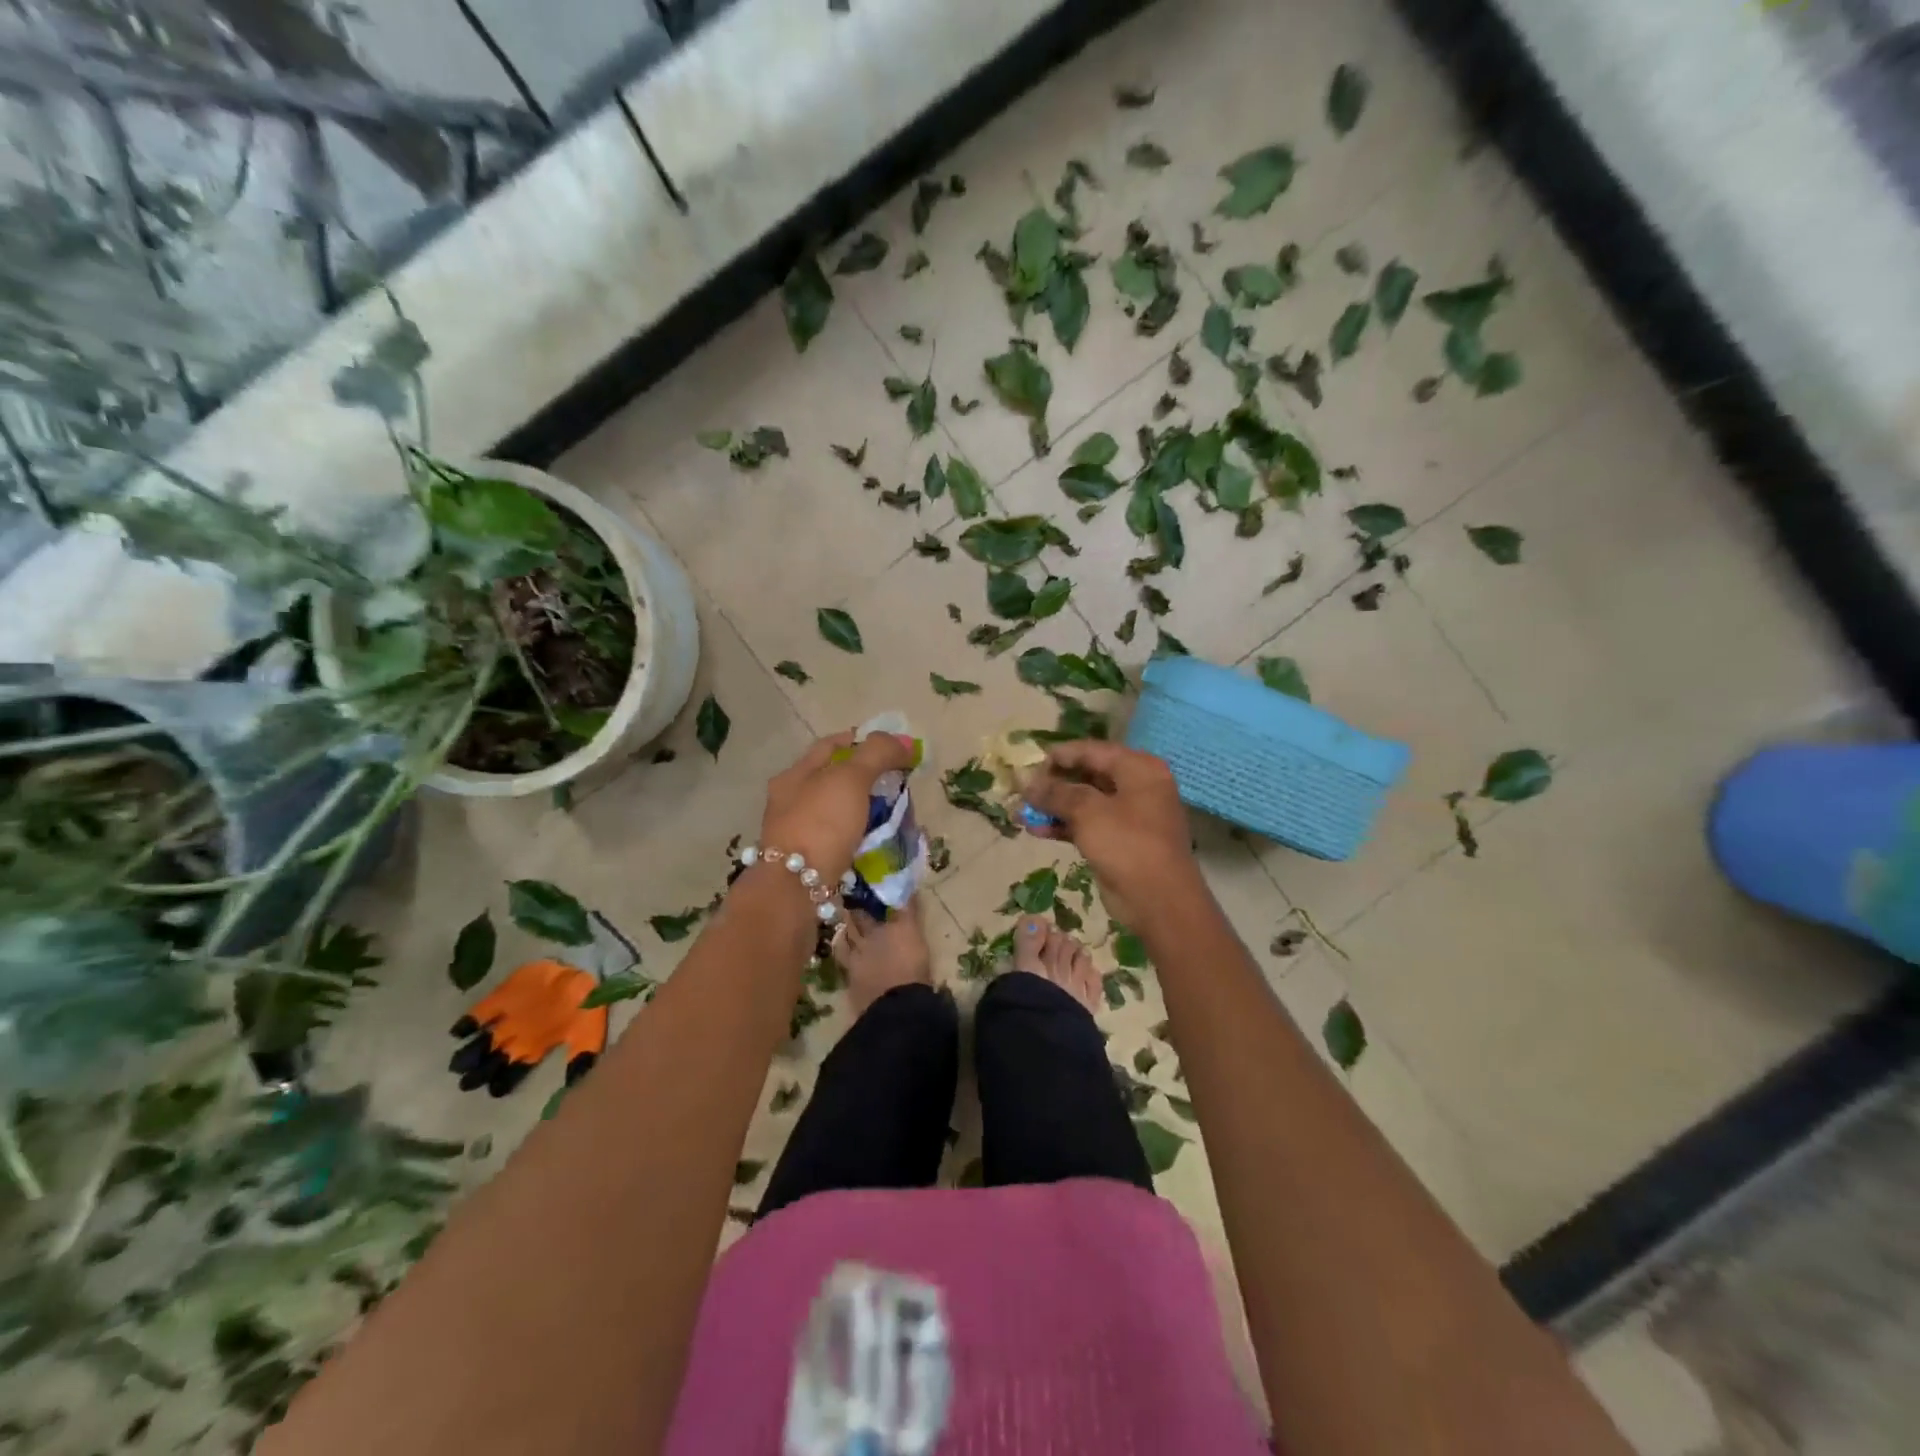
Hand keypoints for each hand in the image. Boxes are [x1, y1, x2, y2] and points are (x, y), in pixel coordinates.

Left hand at [759, 730, 917, 881]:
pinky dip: (860, 836)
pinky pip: (840, 840)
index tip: (892, 748)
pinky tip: (878, 841)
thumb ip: (877, 754)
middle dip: (867, 778)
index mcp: (794, 775)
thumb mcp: (851, 778)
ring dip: (865, 809)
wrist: (796, 890)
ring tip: (895, 813)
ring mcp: (798, 834)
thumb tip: (904, 742)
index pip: (830, 745)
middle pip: (834, 779)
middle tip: (899, 782)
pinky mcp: (809, 862)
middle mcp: (791, 802)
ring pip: (838, 812)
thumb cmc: (821, 823)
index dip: (862, 740)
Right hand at [1023, 740, 1199, 929]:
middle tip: (1022, 789)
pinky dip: (1064, 826)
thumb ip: (1056, 793)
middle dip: (1053, 783)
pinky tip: (1035, 830)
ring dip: (1053, 807)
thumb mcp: (1088, 812)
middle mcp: (1136, 786)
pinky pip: (1087, 825)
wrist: (1158, 901)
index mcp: (1138, 768)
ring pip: (1085, 802)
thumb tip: (1026, 782)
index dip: (1059, 756)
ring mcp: (1128, 815)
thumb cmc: (1128, 844)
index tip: (1028, 764)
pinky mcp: (1119, 841)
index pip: (1092, 750)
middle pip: (1088, 775)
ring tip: (1021, 811)